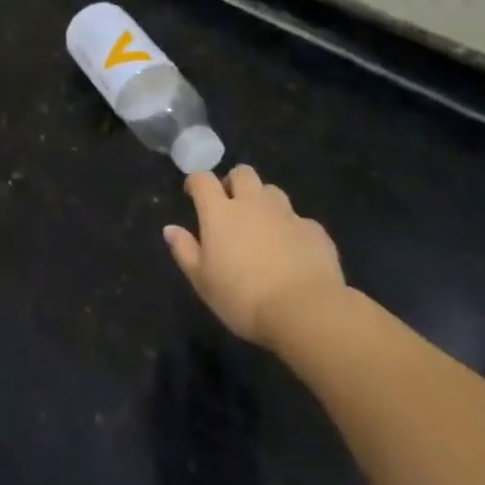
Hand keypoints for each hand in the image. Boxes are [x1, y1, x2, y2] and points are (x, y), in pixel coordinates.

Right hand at [164, 166, 345, 350]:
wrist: (305, 311)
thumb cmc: (243, 298)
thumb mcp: (202, 280)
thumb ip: (185, 250)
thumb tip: (170, 229)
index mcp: (220, 212)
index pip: (202, 179)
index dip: (196, 182)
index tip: (193, 194)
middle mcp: (253, 204)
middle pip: (242, 173)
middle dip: (234, 182)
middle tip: (231, 206)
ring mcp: (287, 214)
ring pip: (272, 191)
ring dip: (263, 201)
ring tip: (262, 226)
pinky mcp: (314, 230)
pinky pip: (299, 220)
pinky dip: (291, 229)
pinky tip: (292, 252)